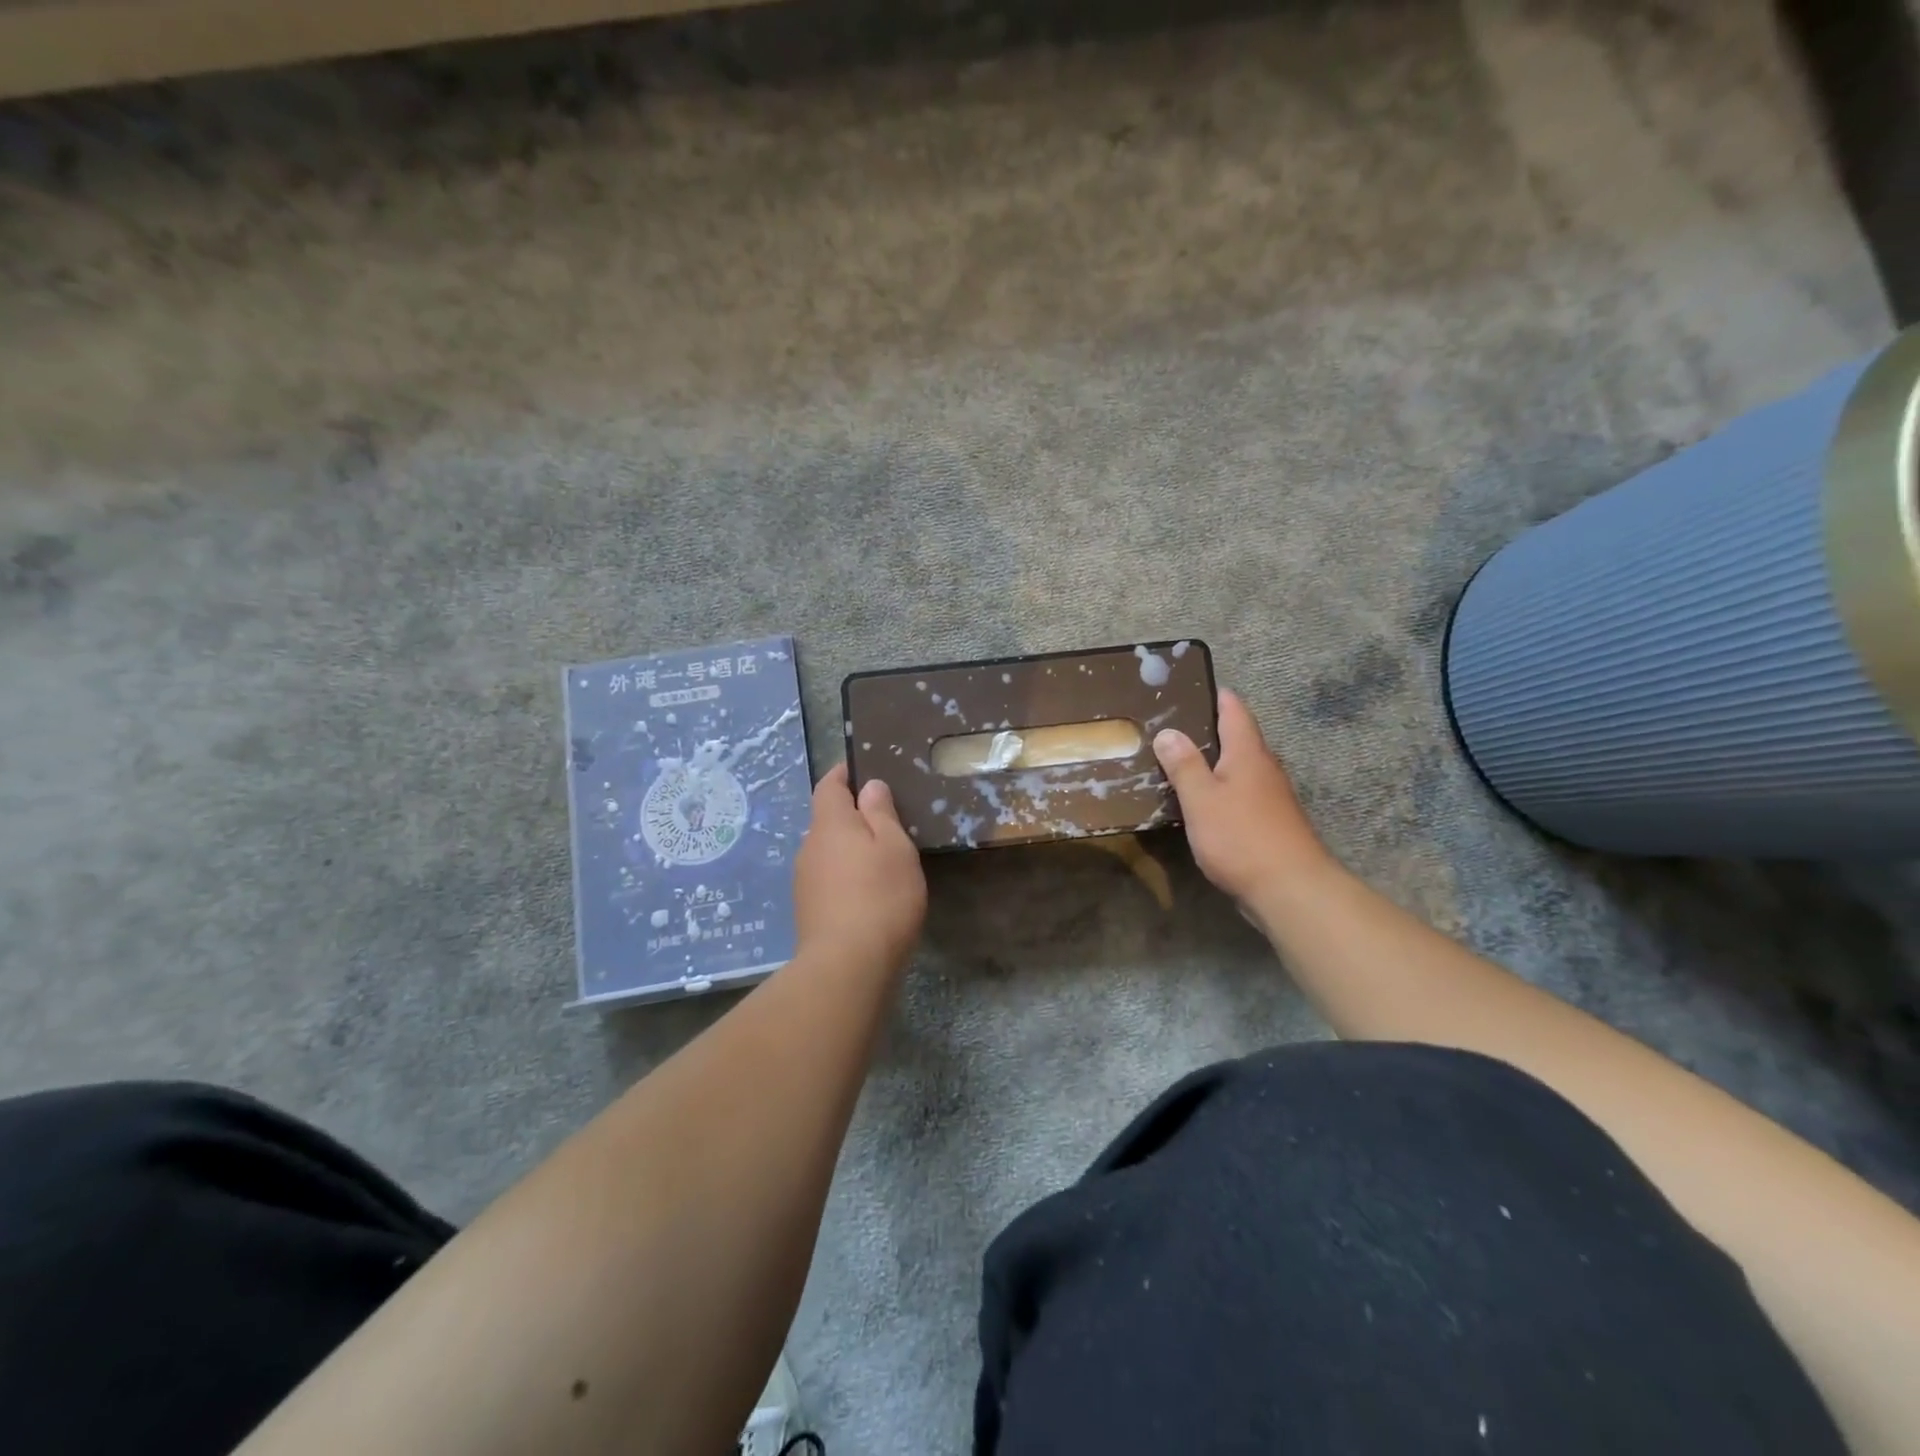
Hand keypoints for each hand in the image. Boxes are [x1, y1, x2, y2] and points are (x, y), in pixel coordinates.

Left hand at [793, 764, 926, 975]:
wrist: (847, 966)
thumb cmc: (880, 896)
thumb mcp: (894, 847)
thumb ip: (881, 813)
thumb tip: (868, 786)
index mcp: (829, 824)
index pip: (829, 786)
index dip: (843, 775)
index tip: (861, 770)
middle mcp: (809, 846)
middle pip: (827, 820)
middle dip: (851, 816)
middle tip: (885, 821)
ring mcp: (804, 880)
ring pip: (827, 851)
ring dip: (849, 849)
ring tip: (880, 859)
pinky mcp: (808, 910)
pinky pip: (828, 878)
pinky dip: (845, 876)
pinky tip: (867, 892)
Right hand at [1153, 689, 1332, 903]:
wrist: (1290, 889)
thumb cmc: (1241, 837)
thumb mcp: (1202, 799)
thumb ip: (1184, 765)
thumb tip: (1168, 732)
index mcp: (1248, 753)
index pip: (1234, 709)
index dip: (1214, 694)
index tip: (1187, 687)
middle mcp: (1264, 767)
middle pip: (1238, 737)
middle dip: (1208, 728)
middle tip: (1170, 725)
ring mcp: (1271, 796)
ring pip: (1239, 766)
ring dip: (1213, 761)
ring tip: (1178, 760)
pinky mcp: (1270, 821)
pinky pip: (1241, 792)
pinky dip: (1220, 788)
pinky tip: (1200, 801)